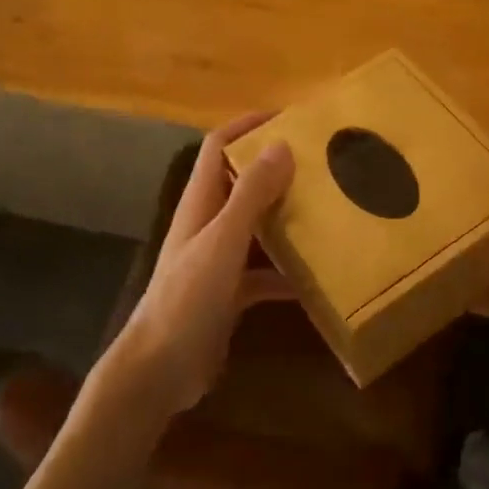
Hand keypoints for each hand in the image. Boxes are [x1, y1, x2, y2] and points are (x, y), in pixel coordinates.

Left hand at [101, 114, 294, 421]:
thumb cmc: (188, 298)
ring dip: (286, 218)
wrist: (160, 370)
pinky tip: (316, 280)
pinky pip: (263, 273)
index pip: (219, 146)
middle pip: (242, 183)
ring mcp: (218, 260)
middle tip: (321, 164)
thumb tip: (282, 145)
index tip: (289, 118)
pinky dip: (286, 273)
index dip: (247, 125)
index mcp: (201, 202)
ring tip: (328, 211)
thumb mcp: (223, 240)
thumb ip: (251, 195)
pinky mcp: (229, 294)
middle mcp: (208, 224)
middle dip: (277, 170)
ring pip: (256, 226)